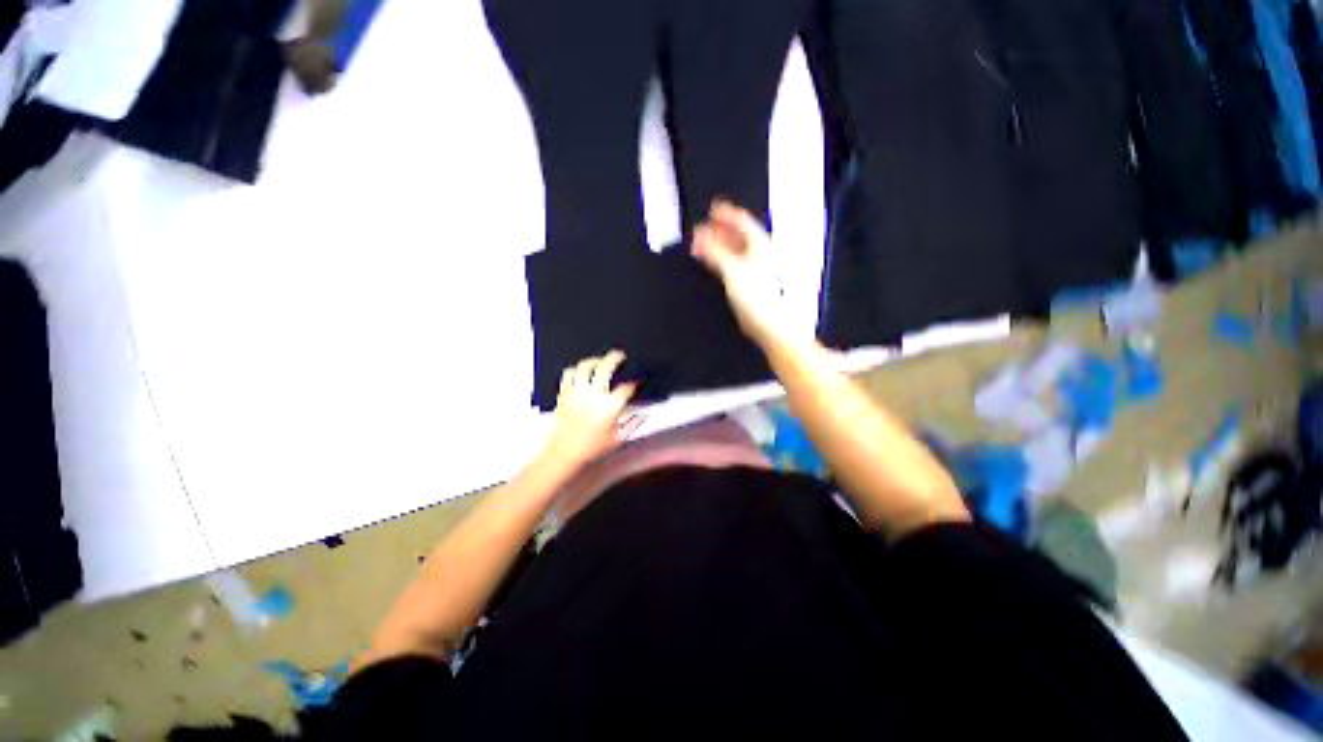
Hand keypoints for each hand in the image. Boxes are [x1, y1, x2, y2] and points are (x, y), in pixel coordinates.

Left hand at [541, 351, 640, 474]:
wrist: (565, 453)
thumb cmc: (592, 448)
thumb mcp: (619, 438)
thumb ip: (634, 423)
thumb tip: (644, 413)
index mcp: (609, 408)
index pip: (626, 388)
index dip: (634, 383)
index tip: (636, 383)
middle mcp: (592, 397)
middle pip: (604, 369)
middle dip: (615, 359)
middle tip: (620, 356)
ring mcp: (576, 394)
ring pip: (584, 367)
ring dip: (595, 360)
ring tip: (601, 360)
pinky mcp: (564, 394)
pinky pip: (568, 374)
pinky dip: (576, 369)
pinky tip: (582, 371)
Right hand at [692, 200, 790, 347]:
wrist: (767, 322)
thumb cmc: (757, 297)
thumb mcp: (731, 268)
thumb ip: (714, 251)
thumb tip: (701, 237)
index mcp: (758, 244)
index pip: (741, 220)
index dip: (726, 213)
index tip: (713, 208)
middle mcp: (758, 253)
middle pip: (737, 234)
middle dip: (719, 229)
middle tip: (703, 226)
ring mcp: (753, 268)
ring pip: (733, 249)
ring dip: (717, 244)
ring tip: (702, 242)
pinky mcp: (747, 281)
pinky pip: (730, 264)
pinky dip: (719, 259)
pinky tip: (711, 262)